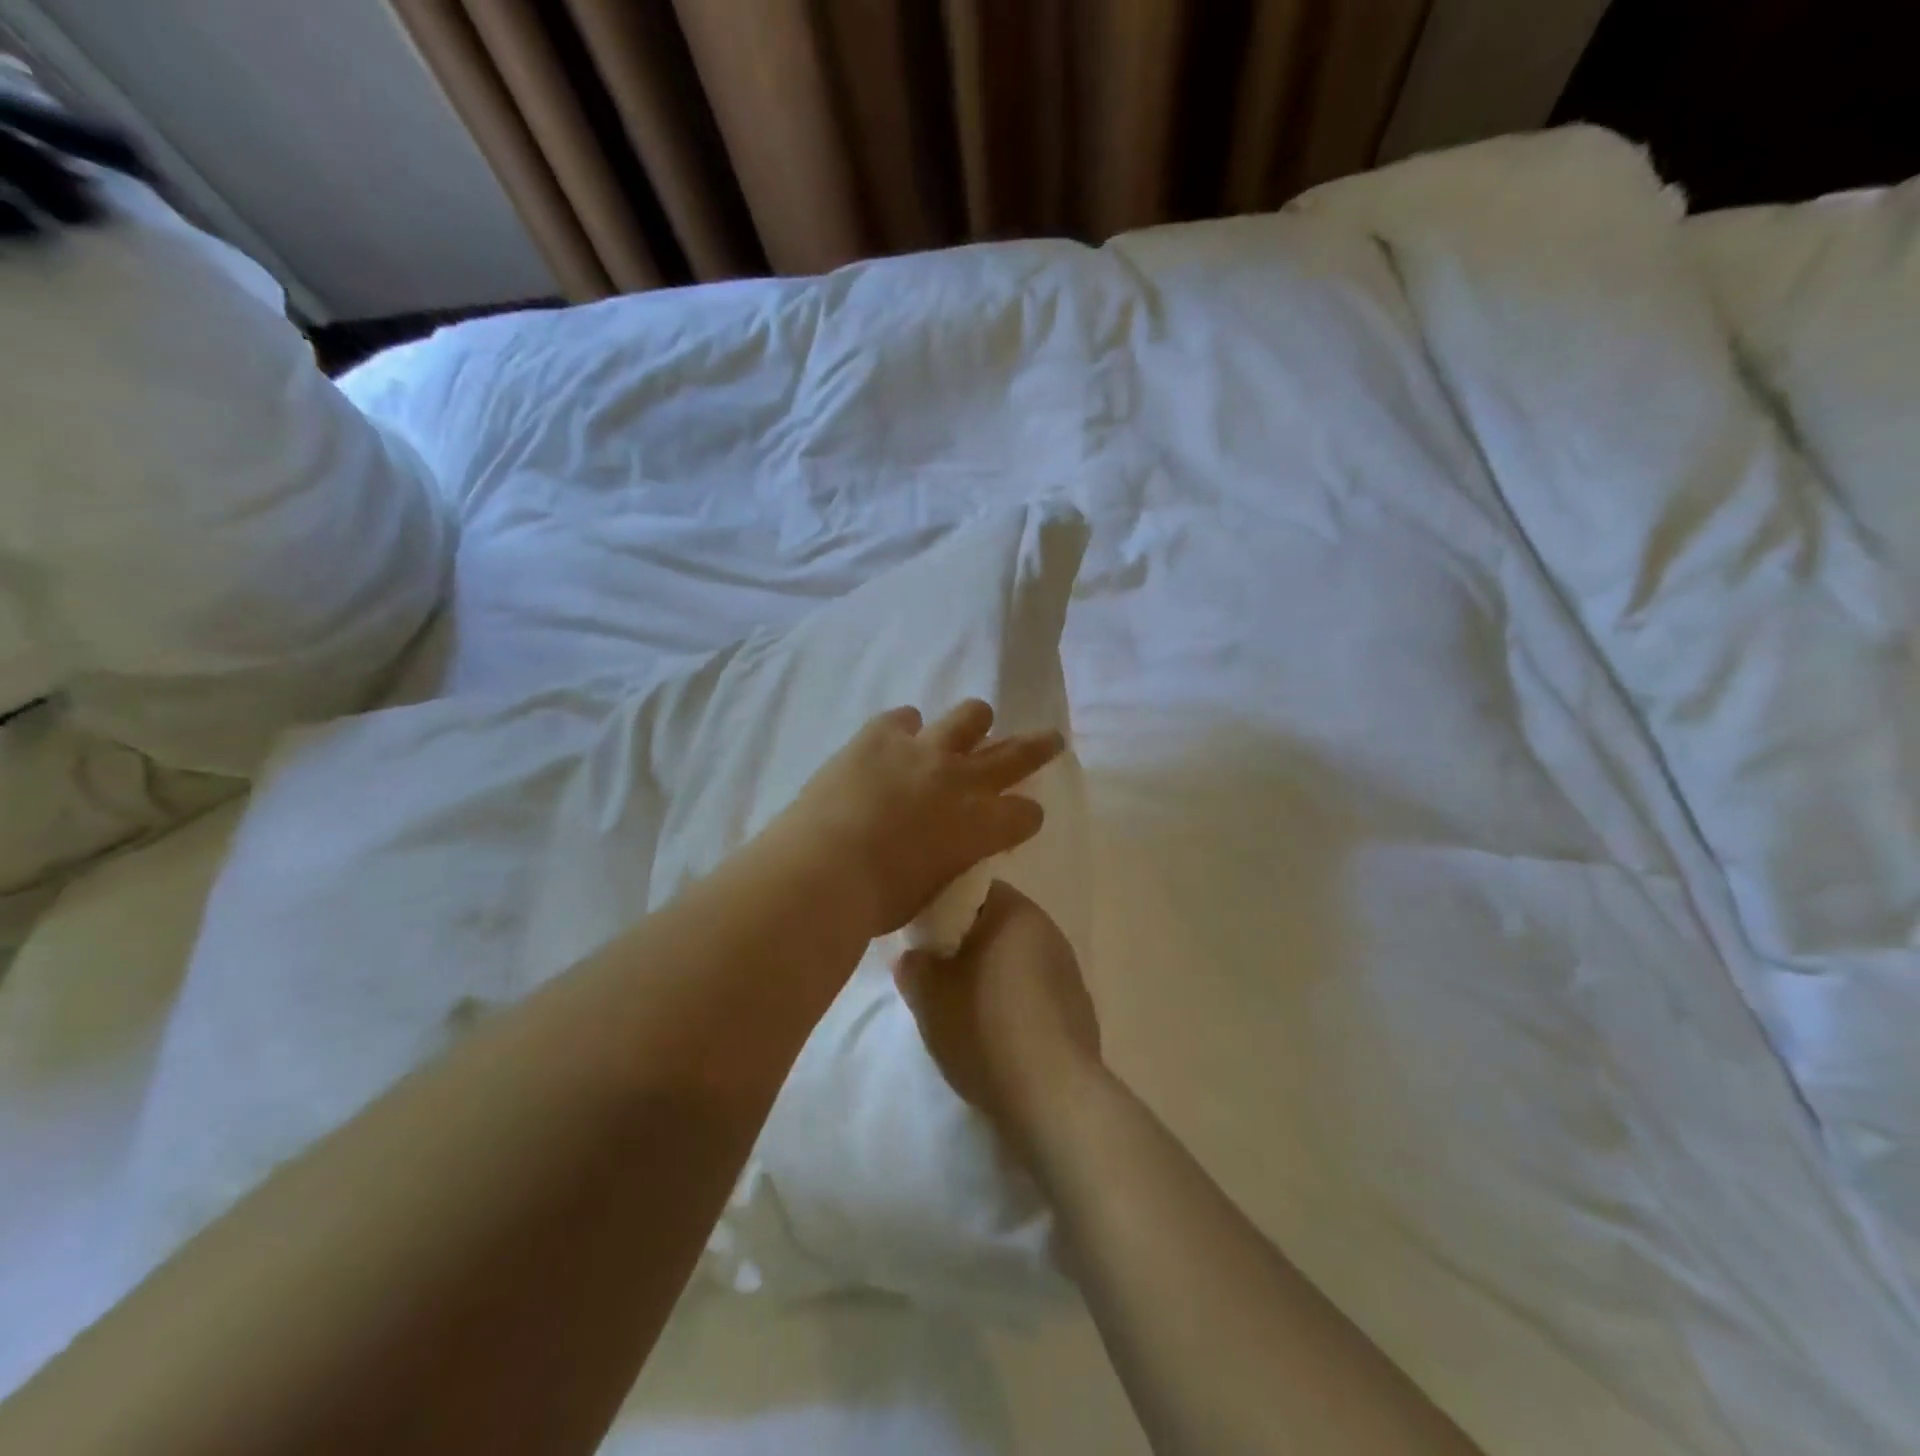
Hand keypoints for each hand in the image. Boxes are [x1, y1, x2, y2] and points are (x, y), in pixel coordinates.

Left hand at [771, 700, 1063, 938]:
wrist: (822, 873)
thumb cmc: (878, 902)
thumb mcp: (934, 889)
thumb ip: (952, 859)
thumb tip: (947, 847)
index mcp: (982, 827)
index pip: (1026, 814)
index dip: (1025, 817)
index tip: (1018, 820)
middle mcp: (962, 780)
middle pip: (1017, 753)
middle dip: (1038, 747)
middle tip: (1049, 739)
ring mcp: (922, 750)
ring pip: (969, 717)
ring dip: (975, 723)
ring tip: (973, 725)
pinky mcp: (880, 735)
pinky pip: (905, 717)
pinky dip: (906, 728)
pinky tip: (899, 739)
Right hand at [894, 881, 1101, 1159]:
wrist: (1052, 1096)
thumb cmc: (985, 1028)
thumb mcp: (929, 997)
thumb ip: (915, 966)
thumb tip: (917, 957)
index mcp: (1016, 912)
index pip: (975, 891)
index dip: (945, 911)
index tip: (926, 939)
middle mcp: (1049, 930)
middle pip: (999, 926)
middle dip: (969, 947)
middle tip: (939, 977)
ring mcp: (1069, 971)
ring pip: (1019, 961)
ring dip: (994, 977)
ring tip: (967, 1011)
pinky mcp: (1080, 1010)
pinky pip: (1037, 994)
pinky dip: (1017, 1004)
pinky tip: (1000, 1036)